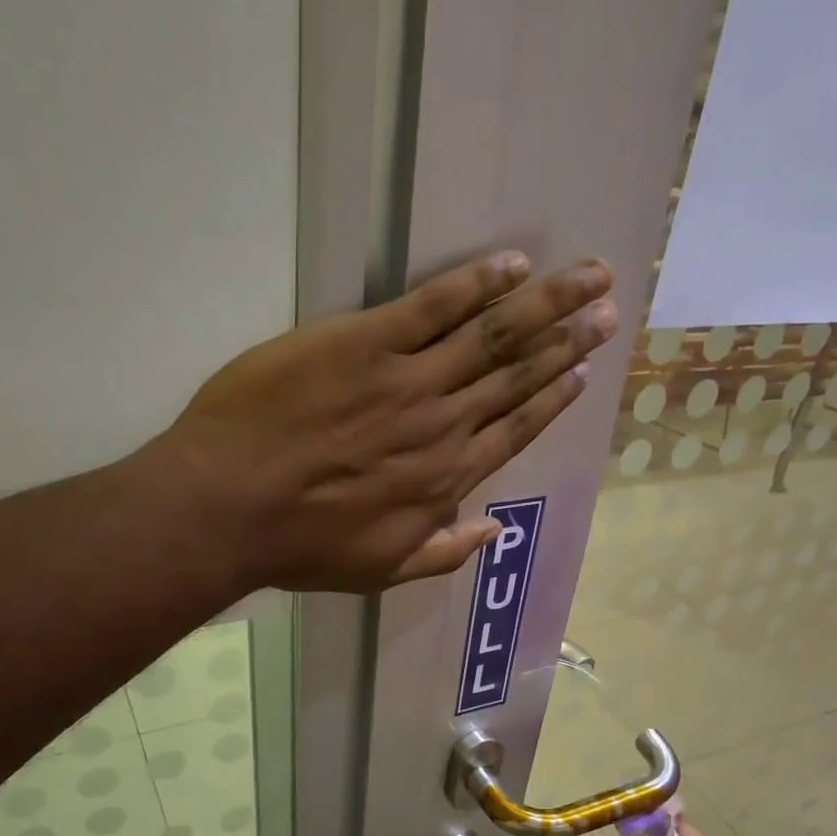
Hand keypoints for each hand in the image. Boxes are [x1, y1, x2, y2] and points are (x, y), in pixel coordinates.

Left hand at [159, 252, 616, 592]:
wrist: (229, 506)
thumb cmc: (300, 545)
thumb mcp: (380, 572)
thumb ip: (442, 553)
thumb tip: (493, 531)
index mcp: (444, 479)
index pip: (514, 430)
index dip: (552, 399)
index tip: (582, 374)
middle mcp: (442, 426)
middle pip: (517, 376)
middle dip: (568, 341)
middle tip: (608, 310)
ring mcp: (407, 380)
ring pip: (492, 335)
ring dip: (546, 303)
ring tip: (590, 277)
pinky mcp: (364, 342)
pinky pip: (432, 306)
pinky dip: (475, 283)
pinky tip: (511, 264)